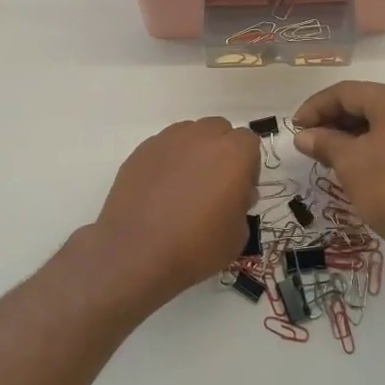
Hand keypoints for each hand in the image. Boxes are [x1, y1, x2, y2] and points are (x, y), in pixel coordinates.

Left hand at [89, 118, 259, 307]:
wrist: (136, 254)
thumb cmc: (196, 247)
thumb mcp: (237, 236)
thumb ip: (241, 204)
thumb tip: (233, 194)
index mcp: (233, 153)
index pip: (249, 142)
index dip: (247, 166)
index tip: (239, 190)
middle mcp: (201, 137)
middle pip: (219, 130)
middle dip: (221, 152)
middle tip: (214, 185)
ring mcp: (167, 141)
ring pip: (189, 134)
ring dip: (194, 152)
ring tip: (184, 187)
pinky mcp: (140, 151)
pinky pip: (163, 148)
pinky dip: (167, 162)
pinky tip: (160, 191)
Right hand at [293, 81, 384, 271]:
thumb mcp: (351, 164)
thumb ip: (325, 143)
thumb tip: (304, 136)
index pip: (347, 92)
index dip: (316, 107)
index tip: (295, 128)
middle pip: (368, 103)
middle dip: (334, 120)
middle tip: (310, 142)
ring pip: (384, 121)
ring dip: (353, 134)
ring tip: (330, 156)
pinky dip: (375, 145)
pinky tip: (359, 165)